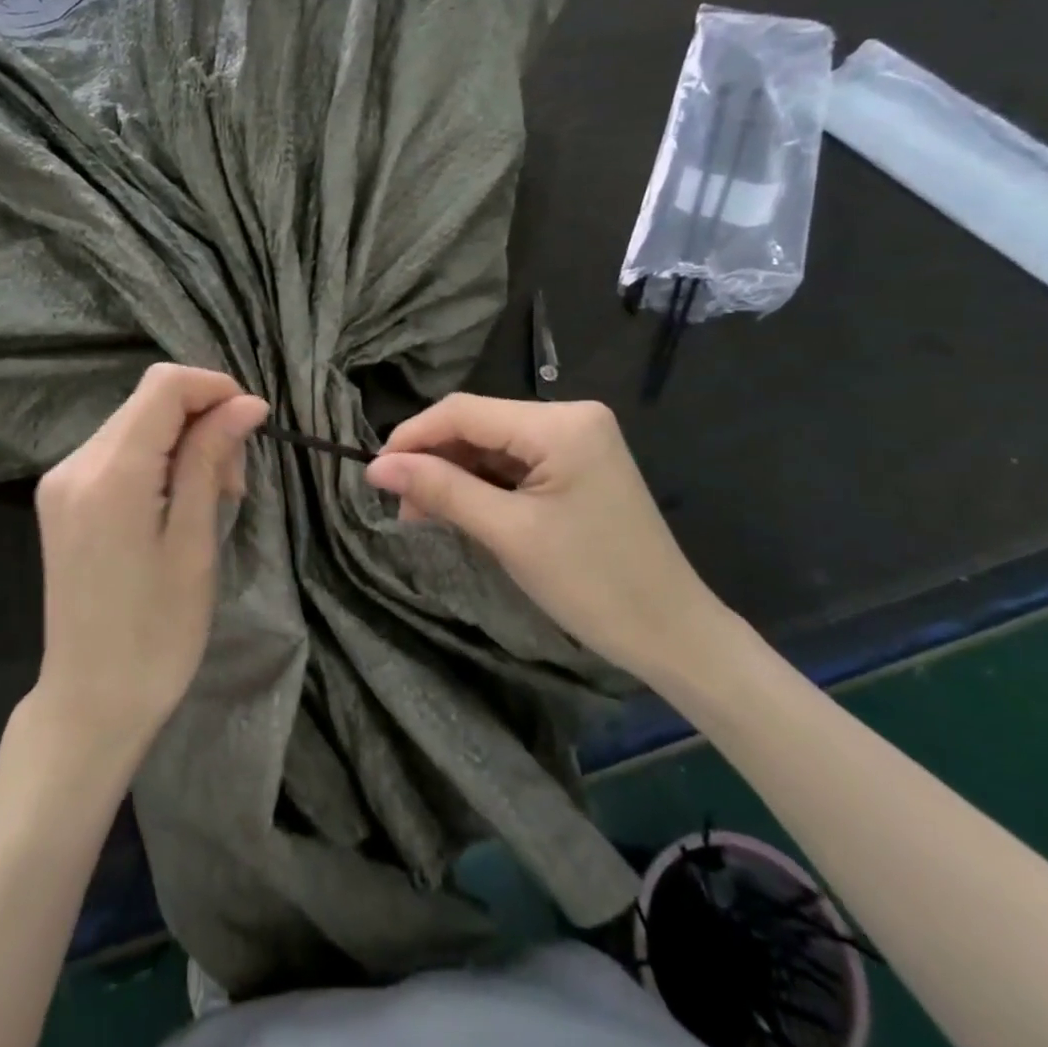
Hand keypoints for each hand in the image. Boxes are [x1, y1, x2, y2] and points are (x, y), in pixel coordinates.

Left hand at [32, 364, 267, 750]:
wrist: (90, 701)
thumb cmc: (156, 634)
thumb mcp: (194, 543)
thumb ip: (211, 460)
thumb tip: (246, 403)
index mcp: (109, 474)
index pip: (164, 386)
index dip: (214, 388)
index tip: (252, 424)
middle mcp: (74, 464)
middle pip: (148, 402)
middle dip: (202, 420)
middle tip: (235, 481)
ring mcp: (61, 482)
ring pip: (134, 424)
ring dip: (181, 442)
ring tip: (212, 496)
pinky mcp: (60, 500)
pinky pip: (115, 453)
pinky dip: (154, 461)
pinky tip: (175, 502)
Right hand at [365, 395, 732, 682]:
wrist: (674, 634)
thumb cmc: (592, 583)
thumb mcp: (508, 534)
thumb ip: (441, 490)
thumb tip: (376, 466)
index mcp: (559, 423)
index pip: (463, 411)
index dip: (412, 437)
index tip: (374, 473)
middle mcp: (569, 416)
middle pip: (477, 425)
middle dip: (433, 461)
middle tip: (400, 506)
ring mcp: (577, 439)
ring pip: (491, 445)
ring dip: (454, 475)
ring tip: (423, 515)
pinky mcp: (577, 464)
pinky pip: (514, 463)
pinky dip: (482, 485)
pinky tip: (459, 510)